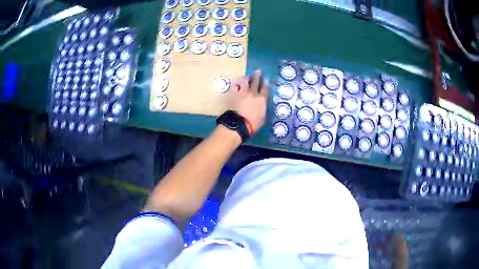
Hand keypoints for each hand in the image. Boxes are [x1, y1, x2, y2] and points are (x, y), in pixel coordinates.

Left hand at [228, 70, 267, 132]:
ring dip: (246, 78)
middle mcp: (252, 93)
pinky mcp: (233, 94)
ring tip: (246, 76)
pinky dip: (236, 84)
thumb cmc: (253, 124)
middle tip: (257, 71)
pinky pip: (234, 87)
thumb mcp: (263, 118)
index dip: (265, 83)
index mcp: (261, 99)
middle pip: (255, 82)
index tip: (265, 78)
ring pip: (244, 81)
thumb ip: (263, 110)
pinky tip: (236, 83)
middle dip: (257, 75)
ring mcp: (242, 93)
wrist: (238, 124)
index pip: (264, 89)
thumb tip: (262, 106)